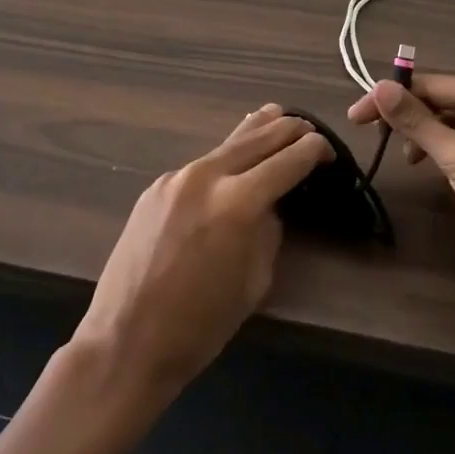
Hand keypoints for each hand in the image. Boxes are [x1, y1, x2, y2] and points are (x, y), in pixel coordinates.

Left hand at [72, 104, 330, 405]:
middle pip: (258, 137)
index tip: (328, 150)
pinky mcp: (156, 187)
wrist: (127, 338)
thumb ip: (268, 231)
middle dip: (289, 129)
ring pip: (226, 143)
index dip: (313, 151)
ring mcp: (176, 177)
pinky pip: (200, 165)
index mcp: (238, 202)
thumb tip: (269, 205)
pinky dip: (224, 158)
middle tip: (310, 130)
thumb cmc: (201, 325)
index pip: (288, 160)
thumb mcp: (254, 280)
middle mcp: (207, 176)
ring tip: (276, 115)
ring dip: (256, 131)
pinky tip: (233, 158)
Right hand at [348, 75, 454, 305]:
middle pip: (440, 100)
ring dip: (423, 135)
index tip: (355, 117)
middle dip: (407, 116)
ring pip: (450, 123)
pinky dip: (441, 151)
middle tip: (372, 137)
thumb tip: (378, 87)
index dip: (390, 98)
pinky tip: (430, 168)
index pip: (430, 84)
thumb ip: (417, 121)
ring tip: (408, 159)